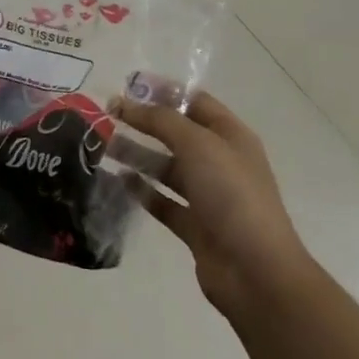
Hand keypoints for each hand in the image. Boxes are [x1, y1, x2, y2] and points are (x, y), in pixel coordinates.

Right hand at [114, 91, 312, 319]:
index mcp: (231, 136)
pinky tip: (118, 180)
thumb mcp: (197, 144)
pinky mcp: (195, 226)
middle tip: (106, 115)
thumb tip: (124, 102)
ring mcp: (209, 196)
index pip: (195, 101)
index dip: (163, 91)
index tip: (126, 85)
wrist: (256, 272)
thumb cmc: (232, 195)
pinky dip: (142, 191)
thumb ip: (160, 120)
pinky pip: (163, 201)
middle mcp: (221, 162)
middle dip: (143, 122)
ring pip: (166, 168)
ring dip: (137, 155)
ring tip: (102, 145)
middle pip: (176, 134)